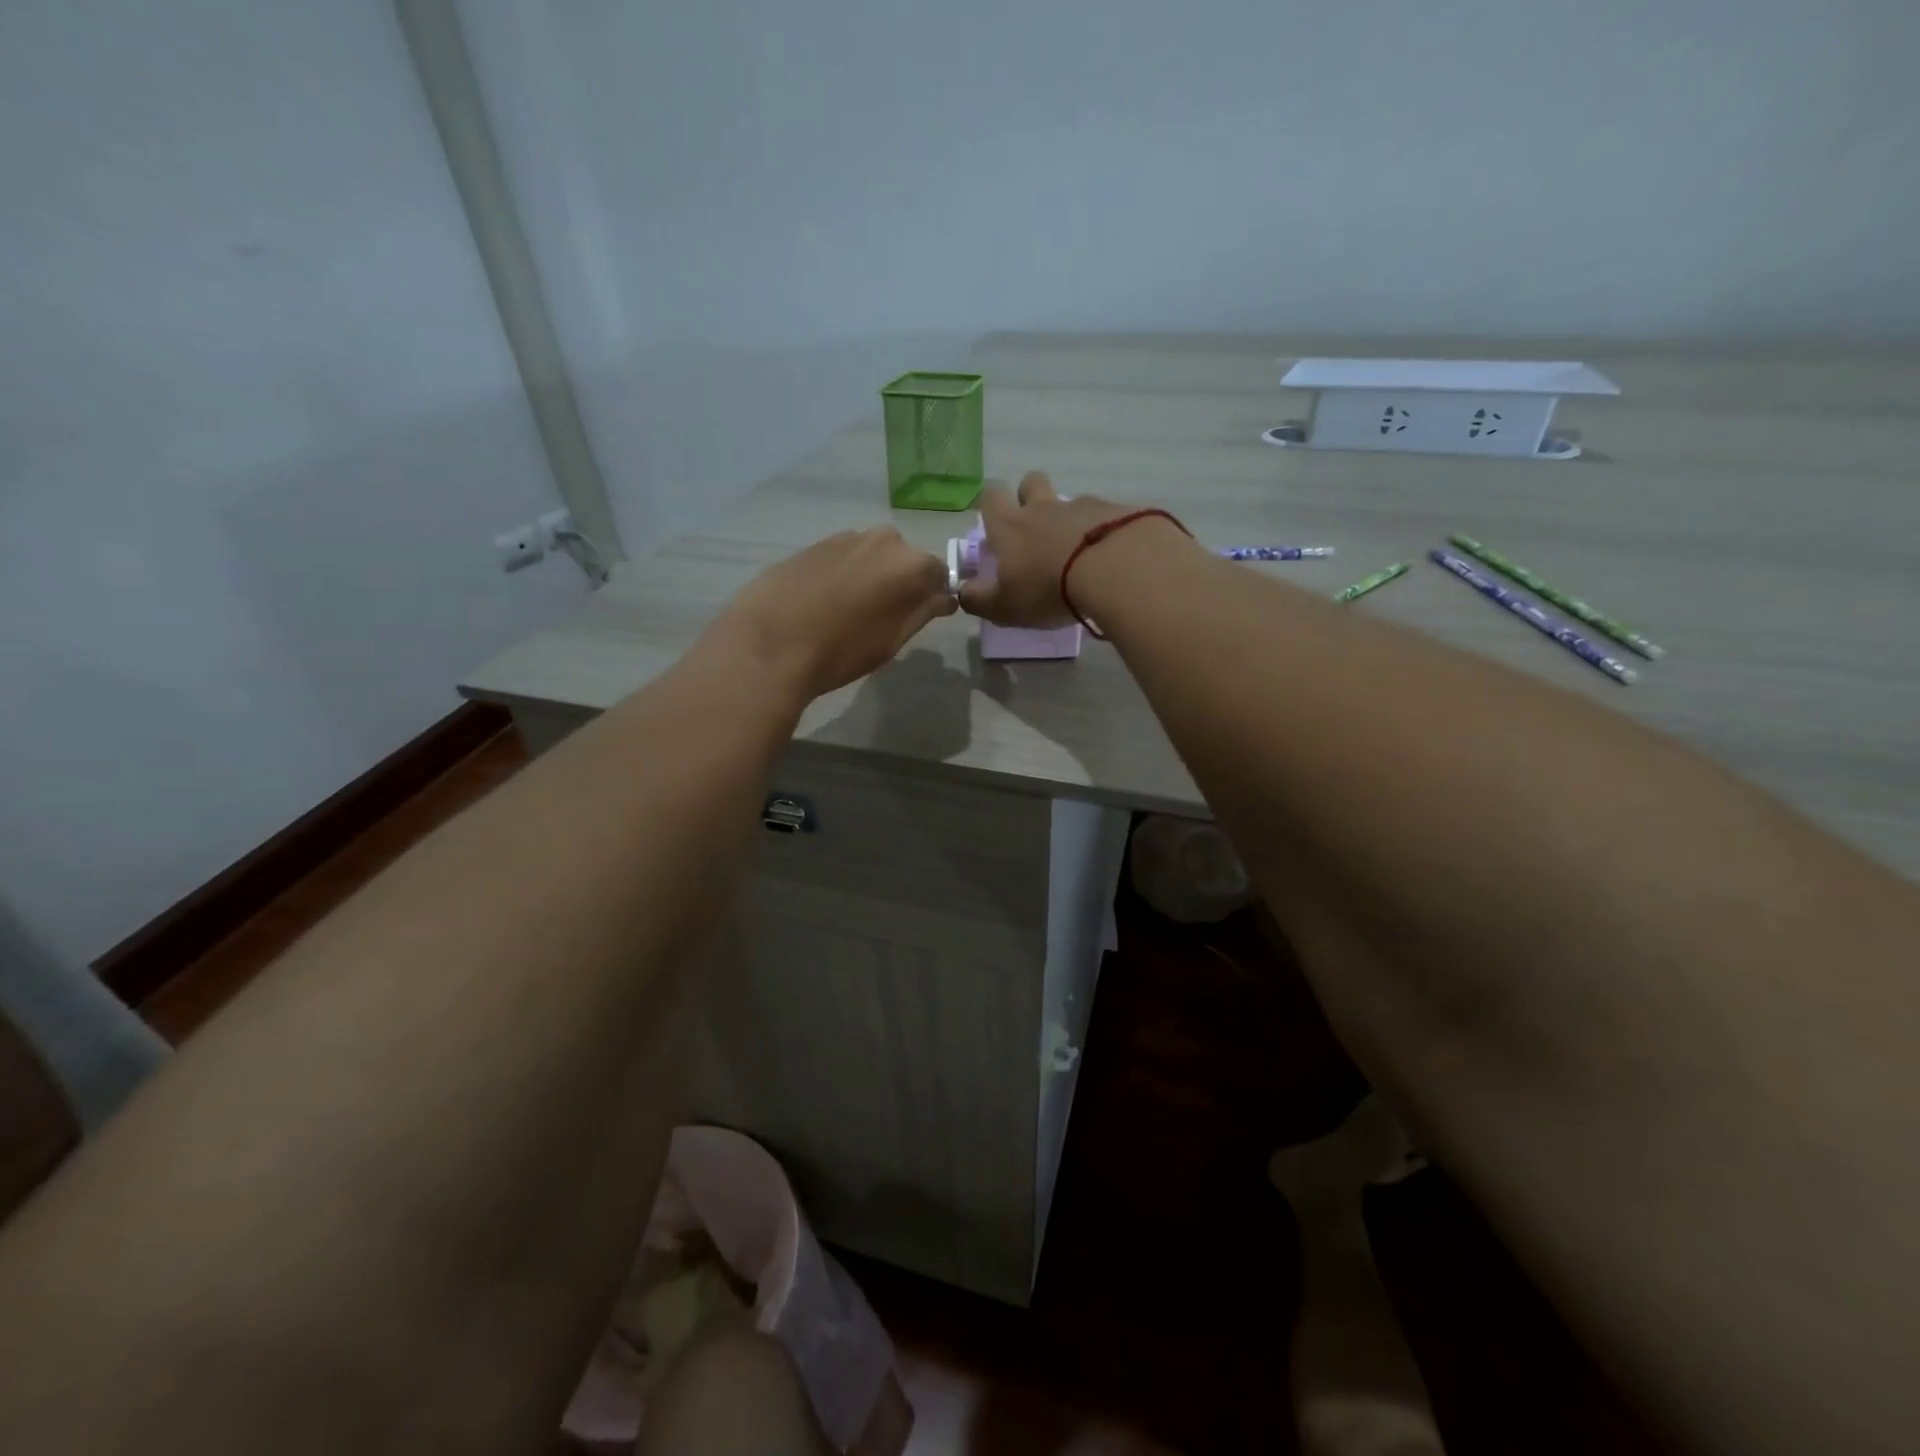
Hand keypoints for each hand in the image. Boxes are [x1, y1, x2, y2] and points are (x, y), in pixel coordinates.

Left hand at [707, 527, 956, 700]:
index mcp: (911, 565)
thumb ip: (923, 612)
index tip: (920, 617)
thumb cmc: (841, 650)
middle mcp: (883, 540)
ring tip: (849, 611)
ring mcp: (846, 537)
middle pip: (905, 560)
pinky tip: (824, 602)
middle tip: (882, 618)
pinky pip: (844, 557)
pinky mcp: (814, 544)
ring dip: (870, 576)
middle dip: (901, 583)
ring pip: (872, 556)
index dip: (933, 596)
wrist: (769, 643)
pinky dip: (843, 574)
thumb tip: (943, 597)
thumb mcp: (892, 640)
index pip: (939, 574)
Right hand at [956, 472, 1134, 626]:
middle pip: (1031, 482)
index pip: (991, 497)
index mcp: (1010, 526)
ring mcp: (1082, 506)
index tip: (996, 523)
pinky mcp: (1115, 512)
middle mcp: (1042, 508)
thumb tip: (963, 592)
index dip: (991, 505)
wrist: (1113, 569)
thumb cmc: (1048, 589)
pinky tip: (1109, 555)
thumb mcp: (1005, 606)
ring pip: (1069, 501)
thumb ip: (979, 600)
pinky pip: (1104, 516)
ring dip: (1069, 519)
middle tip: (1036, 528)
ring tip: (1079, 550)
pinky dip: (1103, 530)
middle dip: (1030, 496)